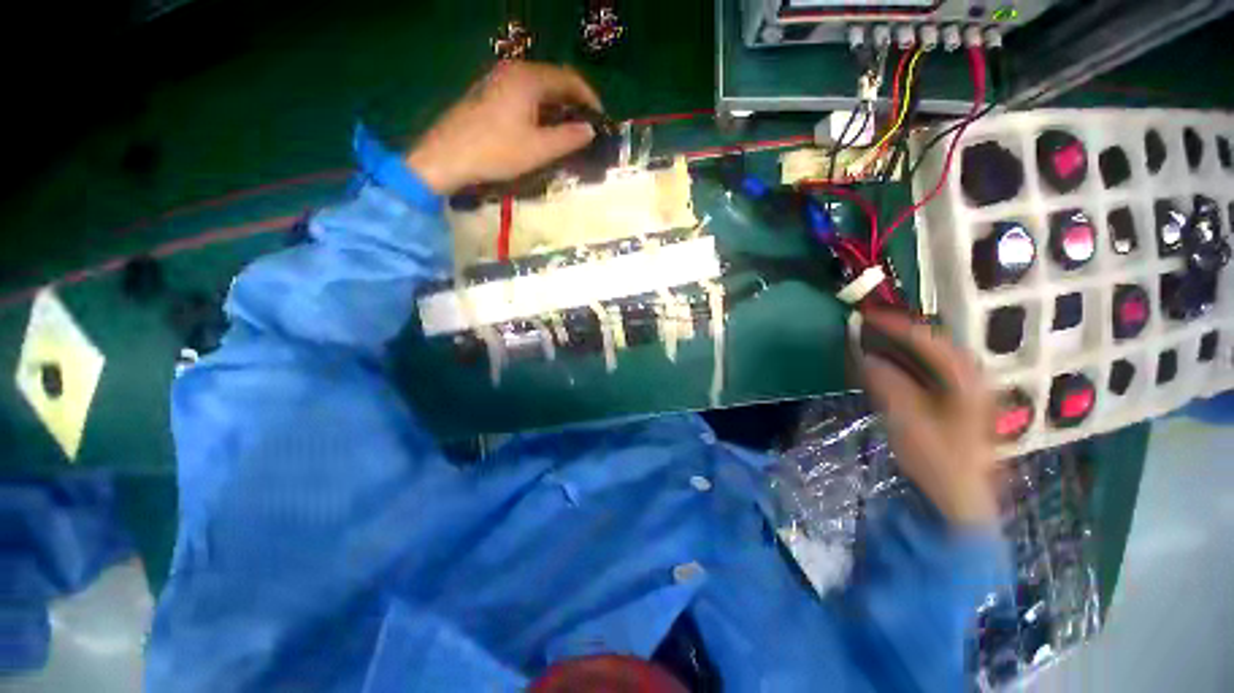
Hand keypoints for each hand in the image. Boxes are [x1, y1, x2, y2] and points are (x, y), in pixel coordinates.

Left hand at [406, 62, 601, 194]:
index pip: (569, 79)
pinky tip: (542, 129)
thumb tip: (590, 130)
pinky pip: (524, 95)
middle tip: (586, 128)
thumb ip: (568, 138)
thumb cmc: (496, 151)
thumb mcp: (539, 149)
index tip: (601, 120)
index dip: (589, 98)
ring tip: (568, 132)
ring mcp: (498, 80)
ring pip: (538, 89)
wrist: (447, 156)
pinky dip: (540, 110)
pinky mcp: (489, 94)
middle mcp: (514, 71)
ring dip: (557, 107)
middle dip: (574, 103)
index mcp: (529, 78)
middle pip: (554, 81)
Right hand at [858, 311, 999, 527]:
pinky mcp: (957, 405)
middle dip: (904, 332)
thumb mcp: (909, 423)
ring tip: (877, 340)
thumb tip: (867, 358)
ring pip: (936, 358)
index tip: (871, 316)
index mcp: (968, 383)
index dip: (901, 326)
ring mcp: (967, 393)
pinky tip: (891, 367)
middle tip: (872, 326)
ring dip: (906, 346)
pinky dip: (909, 364)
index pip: (933, 342)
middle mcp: (973, 381)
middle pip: (938, 345)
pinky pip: (932, 373)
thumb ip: (889, 385)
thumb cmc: (939, 462)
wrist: (960, 501)